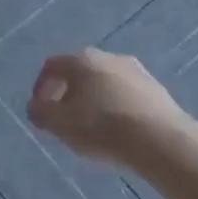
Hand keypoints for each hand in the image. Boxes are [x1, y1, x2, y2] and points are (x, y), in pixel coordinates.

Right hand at [28, 49, 187, 166]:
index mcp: (82, 60)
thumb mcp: (60, 125)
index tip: (41, 113)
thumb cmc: (103, 128)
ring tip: (93, 129)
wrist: (162, 141)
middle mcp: (108, 57)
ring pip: (104, 83)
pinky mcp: (156, 89)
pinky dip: (116, 107)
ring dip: (93, 101)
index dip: (40, 89)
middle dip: (68, 96)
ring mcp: (136, 70)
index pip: (51, 67)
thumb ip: (40, 113)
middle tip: (65, 121)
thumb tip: (35, 107)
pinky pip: (126, 94)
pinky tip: (119, 131)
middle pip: (78, 73)